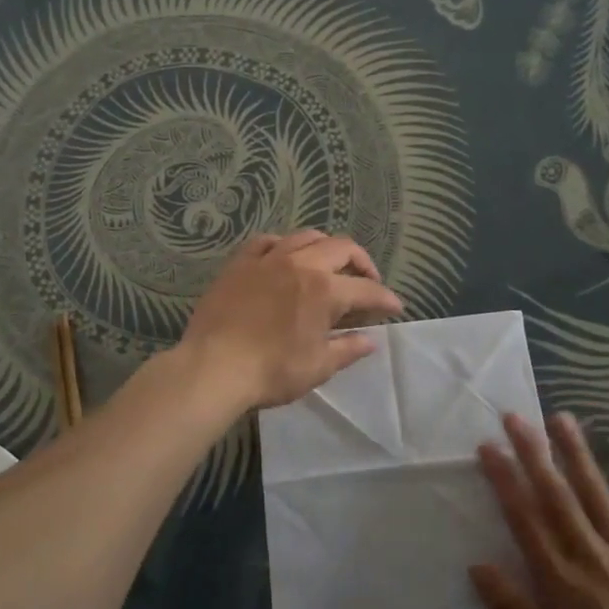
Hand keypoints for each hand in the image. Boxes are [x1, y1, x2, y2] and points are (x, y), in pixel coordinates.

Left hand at [178, 231, 403, 408]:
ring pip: (306, 237)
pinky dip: (284, 245)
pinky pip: (267, 242)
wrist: (213, 367)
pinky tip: (285, 257)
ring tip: (329, 265)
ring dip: (326, 248)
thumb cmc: (271, 372)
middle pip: (341, 248)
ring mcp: (268, 259)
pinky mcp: (240, 263)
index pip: (366, 290)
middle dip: (362, 263)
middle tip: (366, 282)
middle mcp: (301, 264)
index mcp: (325, 290)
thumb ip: (348, 349)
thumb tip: (370, 340)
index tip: (395, 308)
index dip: (385, 299)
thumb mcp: (317, 366)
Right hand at [471, 413, 608, 608]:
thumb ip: (511, 608)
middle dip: (533, 453)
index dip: (504, 479)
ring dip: (577, 453)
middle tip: (516, 417)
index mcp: (557, 576)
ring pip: (597, 492)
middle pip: (556, 494)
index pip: (523, 516)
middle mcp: (588, 553)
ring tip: (561, 418)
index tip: (487, 446)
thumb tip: (477, 565)